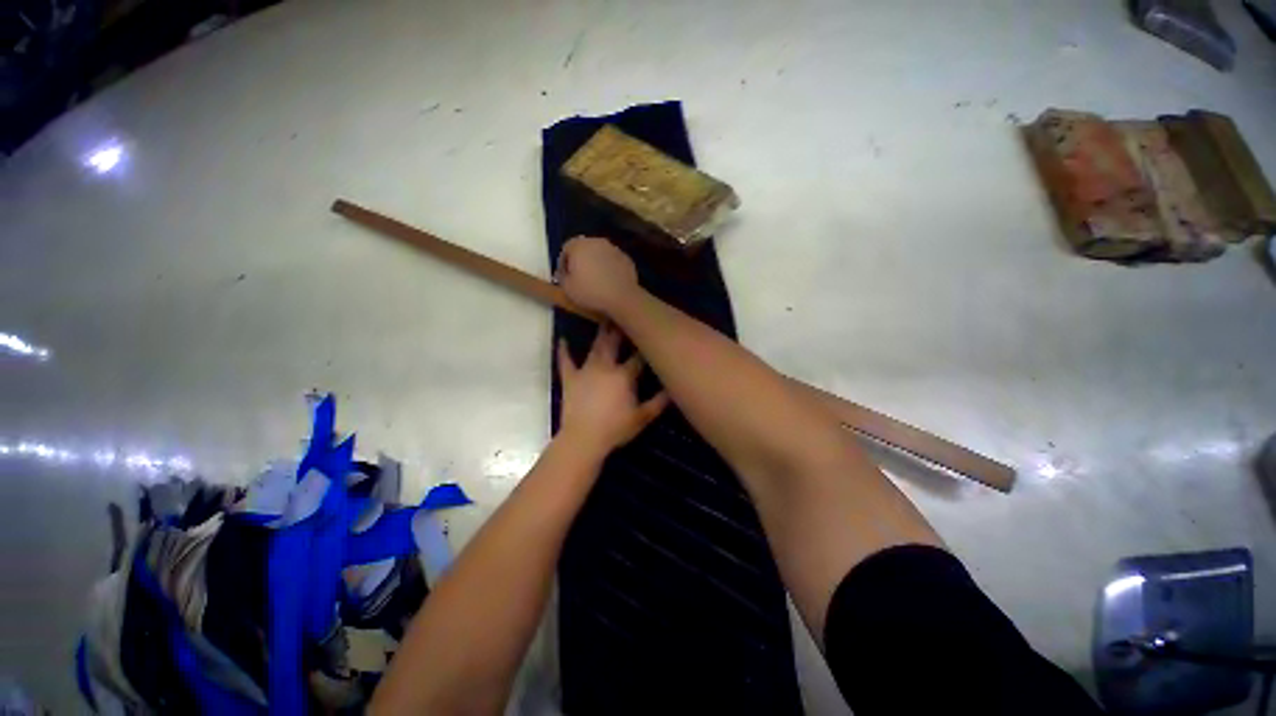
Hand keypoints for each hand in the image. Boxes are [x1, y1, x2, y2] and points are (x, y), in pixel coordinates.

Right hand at [555, 237, 640, 317]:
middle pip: (584, 248)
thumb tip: (564, 272)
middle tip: (580, 278)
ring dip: (596, 263)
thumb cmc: (590, 292)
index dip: (564, 263)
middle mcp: (597, 241)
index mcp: (579, 245)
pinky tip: (610, 282)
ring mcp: (614, 249)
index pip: (566, 248)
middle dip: (581, 261)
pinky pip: (613, 261)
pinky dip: (610, 268)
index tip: (566, 277)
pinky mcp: (626, 258)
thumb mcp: (567, 288)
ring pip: (600, 254)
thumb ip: (561, 276)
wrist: (622, 298)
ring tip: (596, 280)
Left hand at [557, 325, 668, 456]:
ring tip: (603, 319)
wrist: (583, 439)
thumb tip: (672, 388)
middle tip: (623, 314)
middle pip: (614, 344)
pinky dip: (563, 351)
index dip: (644, 347)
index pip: (637, 358)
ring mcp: (585, 371)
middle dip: (620, 330)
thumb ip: (659, 402)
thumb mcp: (642, 418)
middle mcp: (605, 367)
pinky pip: (565, 361)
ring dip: (600, 334)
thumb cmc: (615, 429)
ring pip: (594, 348)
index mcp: (624, 376)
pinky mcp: (570, 378)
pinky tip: (562, 340)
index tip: (649, 335)